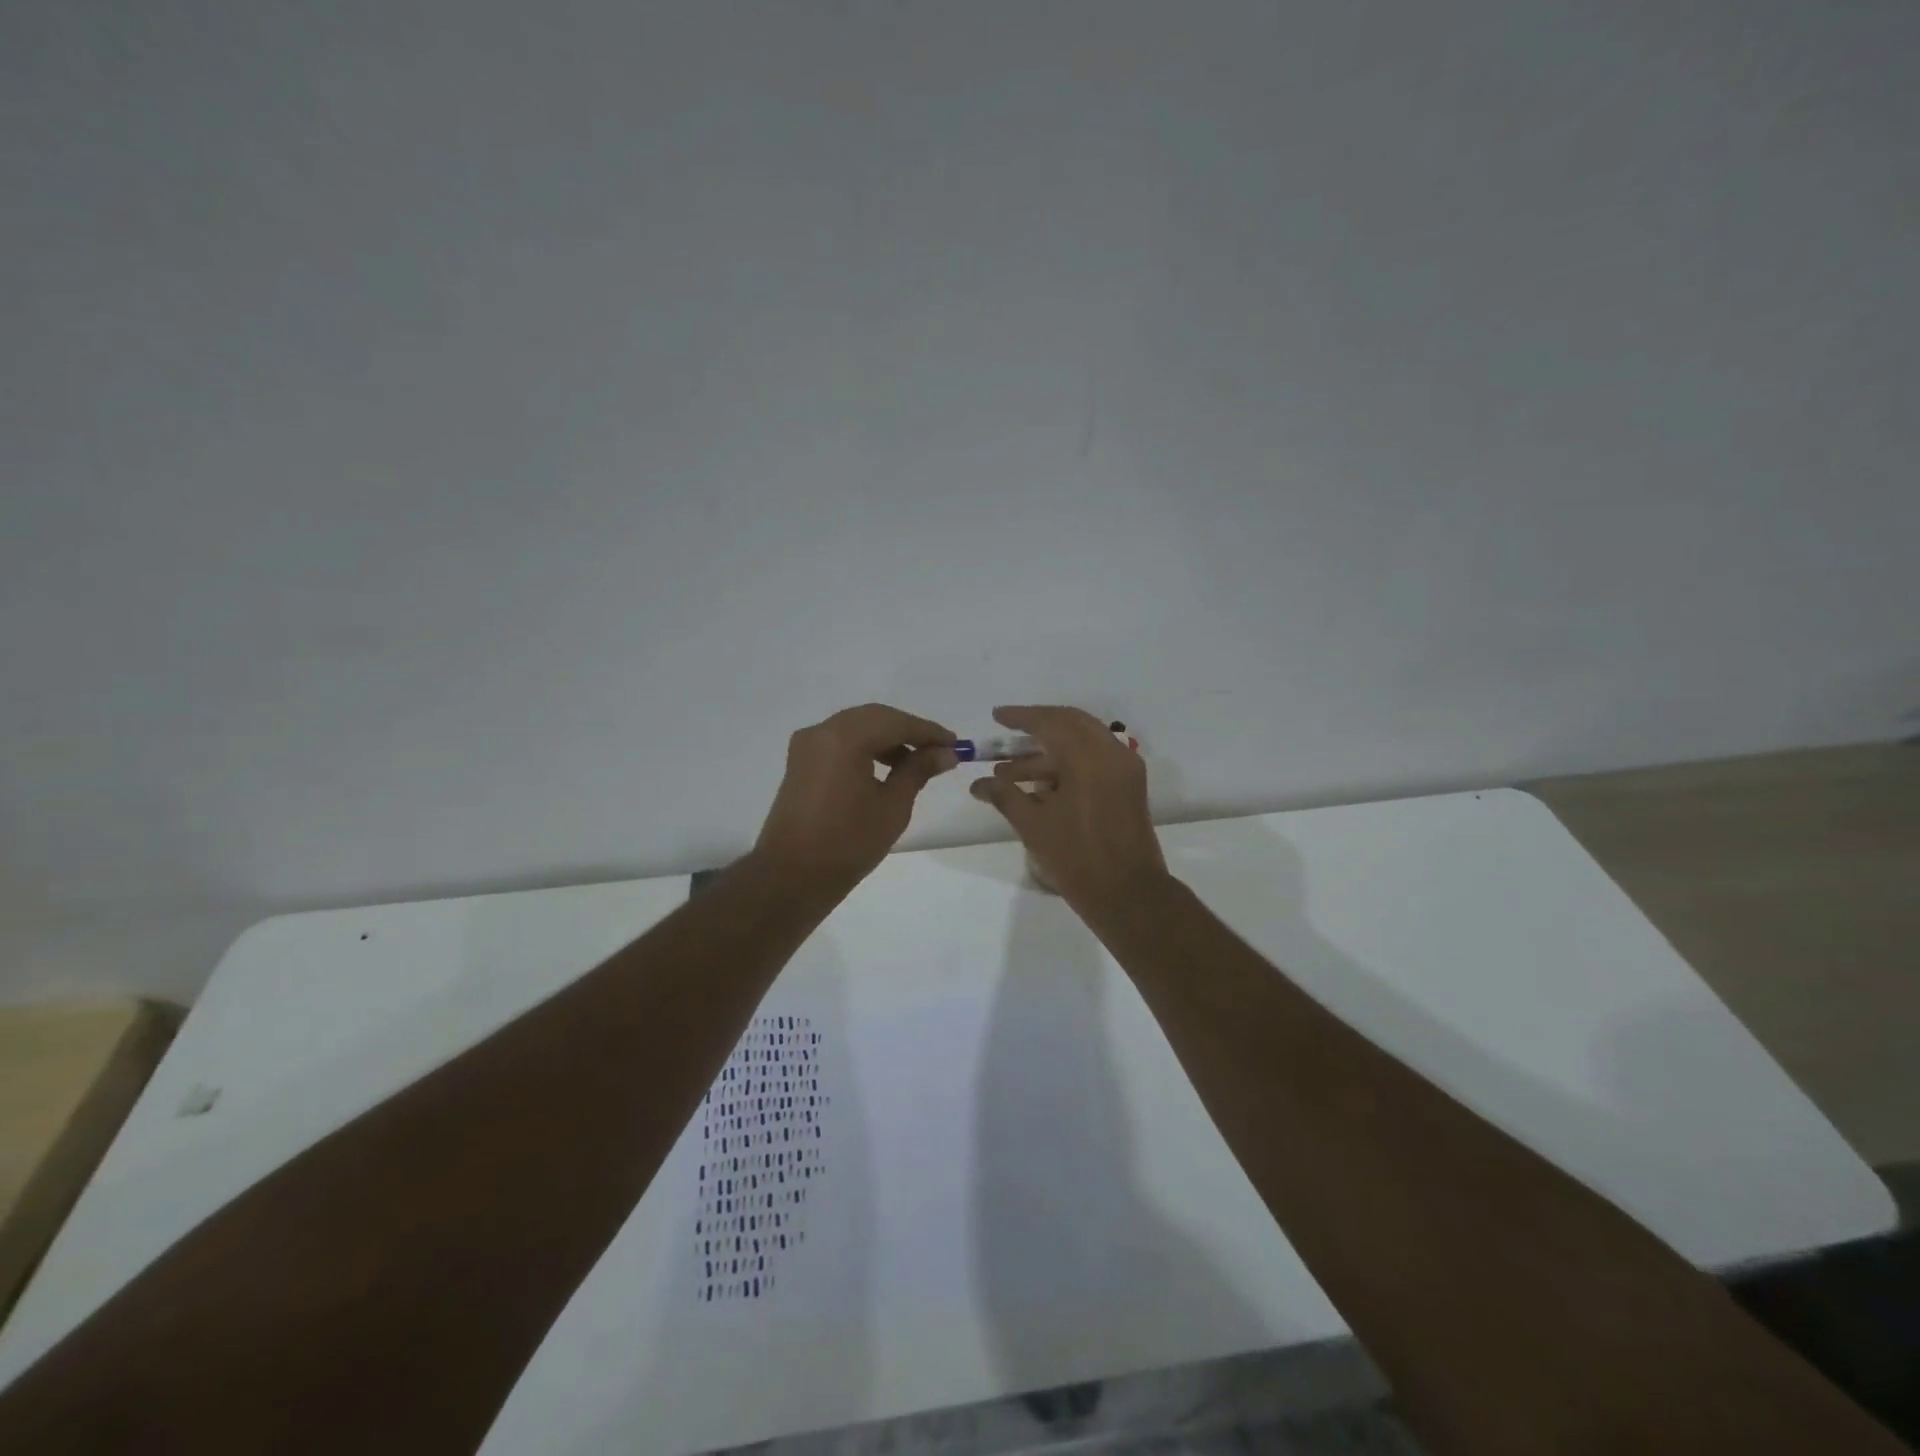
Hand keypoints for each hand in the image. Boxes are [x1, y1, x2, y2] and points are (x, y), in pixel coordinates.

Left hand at [753, 704, 957, 892]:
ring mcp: (807, 745)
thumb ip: (918, 770)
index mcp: (844, 738)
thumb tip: (945, 753)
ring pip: (856, 727)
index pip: (895, 722)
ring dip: (887, 739)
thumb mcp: (892, 806)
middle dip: (908, 731)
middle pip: (874, 718)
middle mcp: (822, 731)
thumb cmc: (848, 843)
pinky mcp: (801, 762)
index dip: (928, 732)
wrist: (792, 876)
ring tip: (915, 764)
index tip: (956, 744)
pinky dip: (865, 748)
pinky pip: (840, 742)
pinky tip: (886, 768)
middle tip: (939, 751)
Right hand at [968, 705, 1168, 915]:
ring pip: (1083, 743)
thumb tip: (978, 784)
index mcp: (1088, 757)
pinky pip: (1096, 760)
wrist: (1128, 894)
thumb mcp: (1033, 825)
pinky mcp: (1129, 786)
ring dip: (1048, 751)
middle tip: (1007, 734)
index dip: (1020, 717)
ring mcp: (1124, 769)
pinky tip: (1039, 783)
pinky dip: (1068, 763)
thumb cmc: (1077, 857)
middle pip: (1070, 723)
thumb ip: (1004, 795)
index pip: (1050, 722)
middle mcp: (1111, 753)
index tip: (996, 716)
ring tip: (1009, 772)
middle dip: (1036, 726)